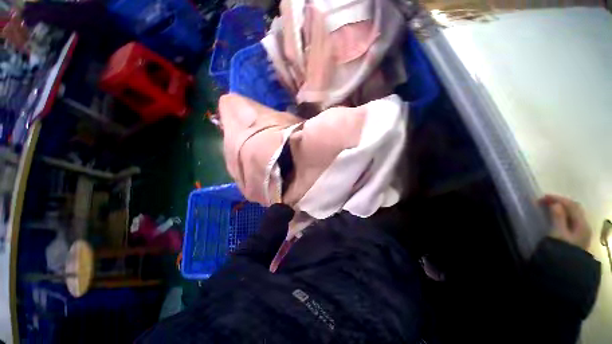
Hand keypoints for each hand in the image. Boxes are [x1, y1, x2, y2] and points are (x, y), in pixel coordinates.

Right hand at [540, 194, 591, 249]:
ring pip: (573, 215)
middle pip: (574, 209)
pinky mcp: (576, 237)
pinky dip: (563, 215)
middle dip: (560, 202)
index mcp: (582, 224)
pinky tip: (555, 218)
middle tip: (544, 201)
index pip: (572, 205)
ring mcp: (581, 233)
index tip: (542, 197)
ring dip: (561, 209)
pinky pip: (571, 221)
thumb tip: (555, 204)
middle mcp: (584, 226)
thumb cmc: (561, 250)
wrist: (565, 270)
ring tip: (548, 208)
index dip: (558, 199)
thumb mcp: (558, 234)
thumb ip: (558, 218)